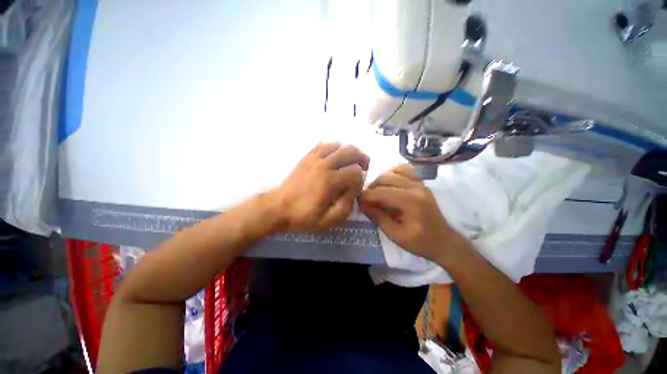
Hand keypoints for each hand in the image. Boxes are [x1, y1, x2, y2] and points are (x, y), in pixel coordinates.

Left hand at [273, 142, 368, 231]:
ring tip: (350, 161)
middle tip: (363, 167)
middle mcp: (324, 165)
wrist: (278, 207)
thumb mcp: (329, 220)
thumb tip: (354, 189)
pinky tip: (334, 156)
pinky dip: (333, 147)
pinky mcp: (306, 157)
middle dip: (361, 158)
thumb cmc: (304, 216)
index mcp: (330, 181)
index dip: (361, 179)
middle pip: (350, 151)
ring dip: (348, 151)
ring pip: (338, 145)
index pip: (356, 171)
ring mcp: (314, 159)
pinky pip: (323, 144)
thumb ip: (347, 205)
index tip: (356, 187)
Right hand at [359, 164, 464, 261]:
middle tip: (365, 199)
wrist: (444, 241)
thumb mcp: (395, 235)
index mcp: (411, 202)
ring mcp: (420, 183)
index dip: (366, 196)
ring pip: (393, 171)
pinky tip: (388, 182)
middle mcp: (416, 187)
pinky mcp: (421, 182)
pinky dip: (392, 173)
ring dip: (380, 179)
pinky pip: (404, 169)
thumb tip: (361, 204)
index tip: (357, 201)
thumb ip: (378, 217)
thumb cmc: (420, 242)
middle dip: (371, 187)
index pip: (381, 192)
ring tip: (375, 191)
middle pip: (386, 178)